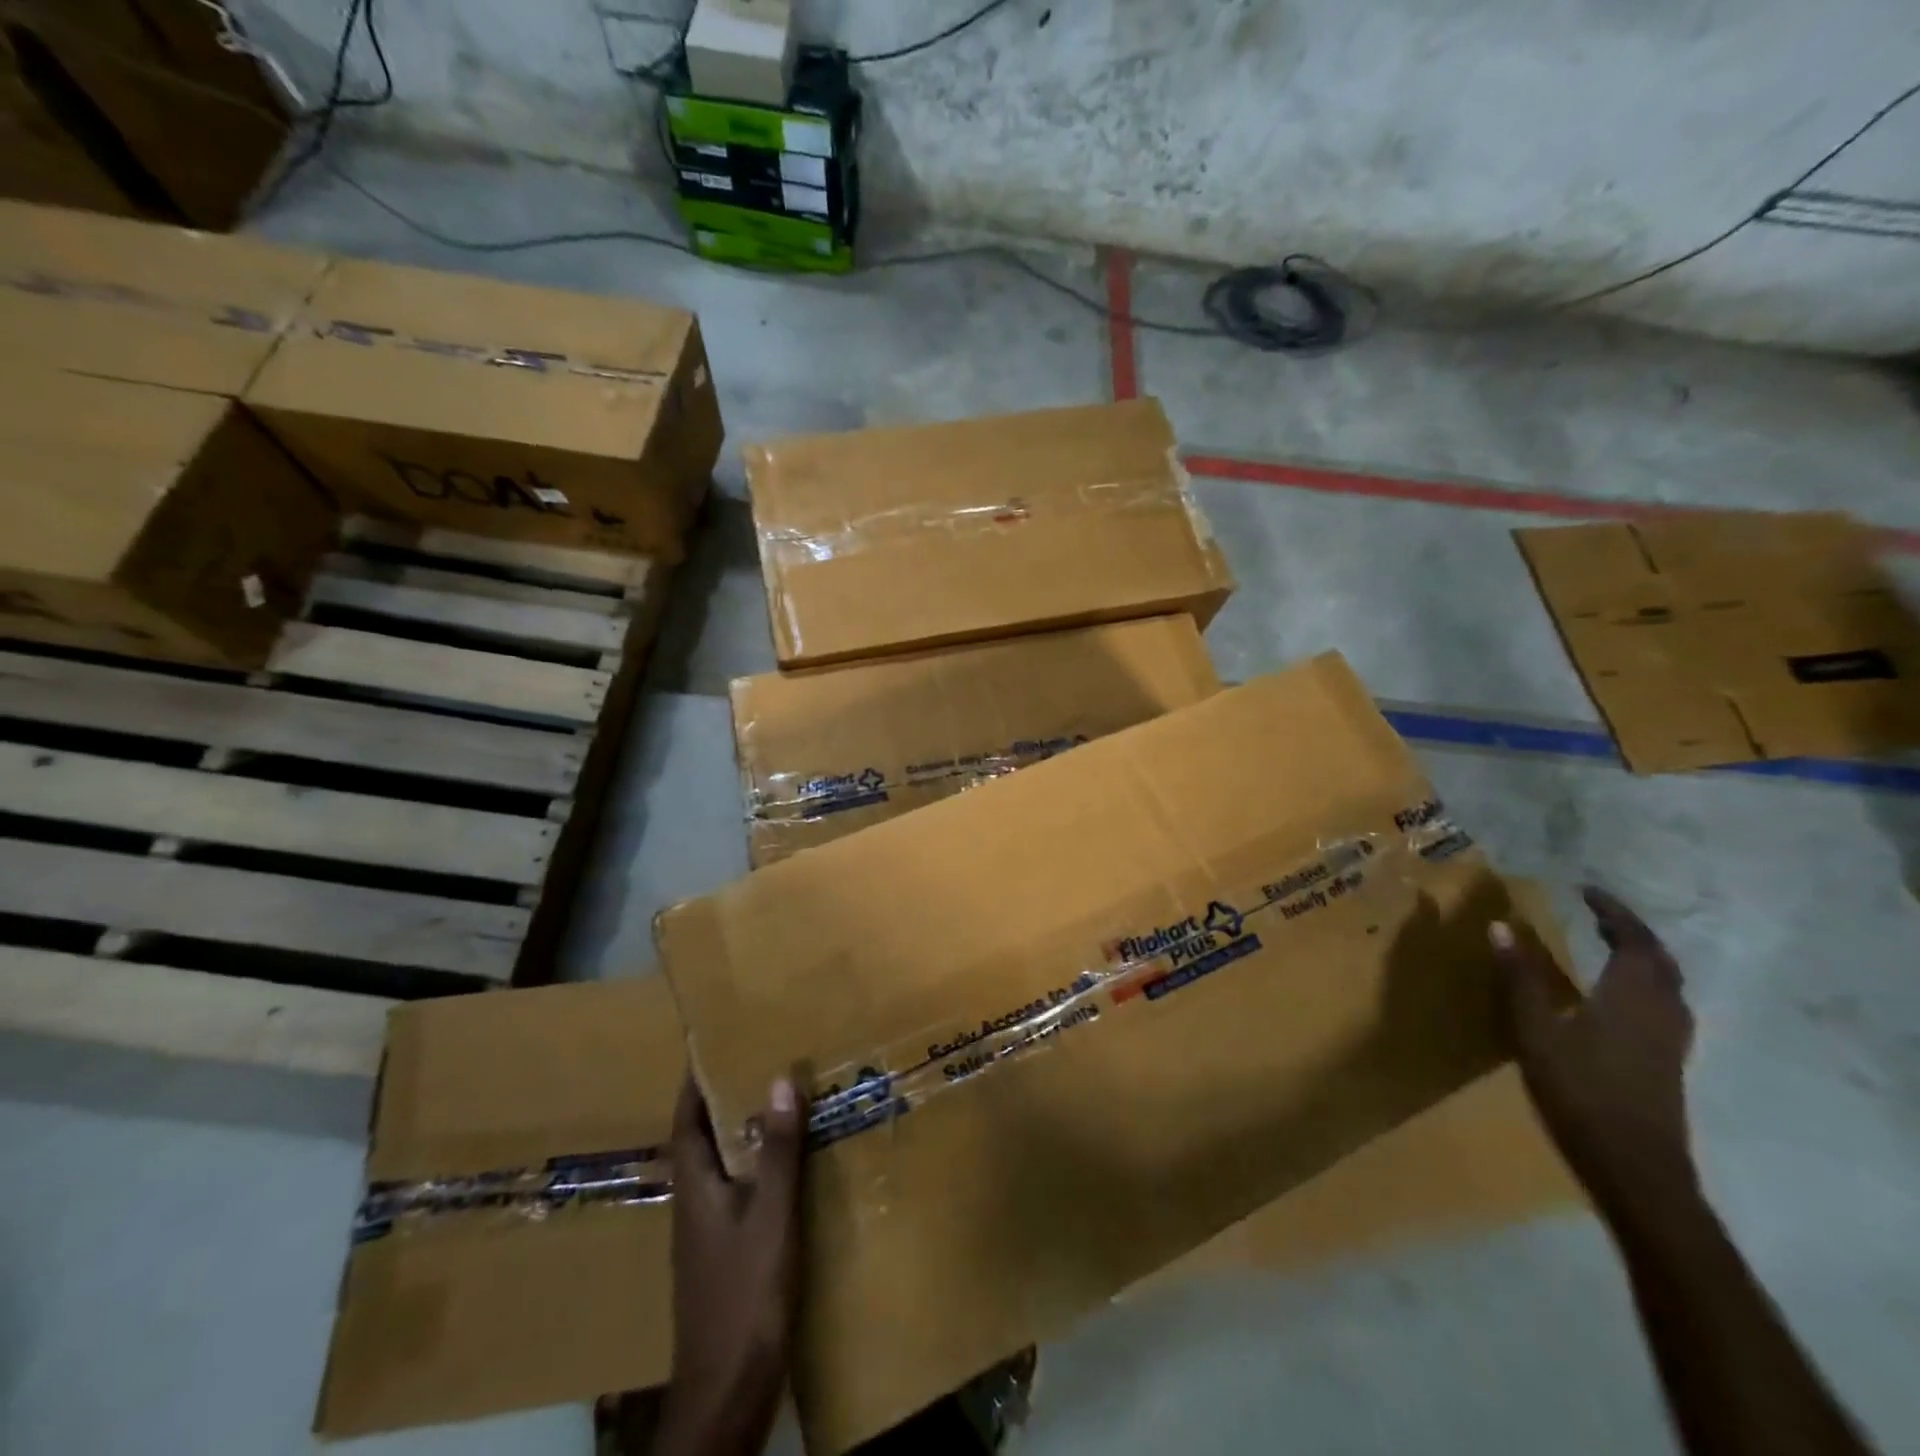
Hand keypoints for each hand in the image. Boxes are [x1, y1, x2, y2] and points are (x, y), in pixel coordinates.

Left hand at [656, 1075, 804, 1455]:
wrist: (727, 1395)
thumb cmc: (744, 1297)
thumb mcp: (770, 1217)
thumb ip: (777, 1151)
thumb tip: (780, 1078)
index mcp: (694, 1188)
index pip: (686, 1120)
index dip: (695, 1083)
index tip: (715, 1044)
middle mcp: (694, 1205)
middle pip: (703, 1140)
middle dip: (725, 1101)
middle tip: (761, 1062)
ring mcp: (707, 1235)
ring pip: (723, 1167)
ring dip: (744, 1134)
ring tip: (781, 1104)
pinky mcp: (725, 1258)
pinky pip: (740, 1194)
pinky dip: (759, 1169)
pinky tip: (791, 1171)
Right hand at [1491, 887, 1698, 1216]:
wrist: (1636, 1168)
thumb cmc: (1581, 1092)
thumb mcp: (1536, 1032)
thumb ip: (1520, 979)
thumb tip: (1501, 926)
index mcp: (1633, 997)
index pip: (1633, 941)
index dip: (1613, 912)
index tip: (1586, 891)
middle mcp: (1662, 1011)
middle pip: (1659, 960)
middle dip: (1631, 932)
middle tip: (1596, 914)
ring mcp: (1671, 1040)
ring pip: (1667, 984)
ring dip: (1641, 957)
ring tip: (1606, 946)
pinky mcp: (1668, 1061)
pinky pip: (1663, 1005)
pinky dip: (1643, 983)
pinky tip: (1615, 996)